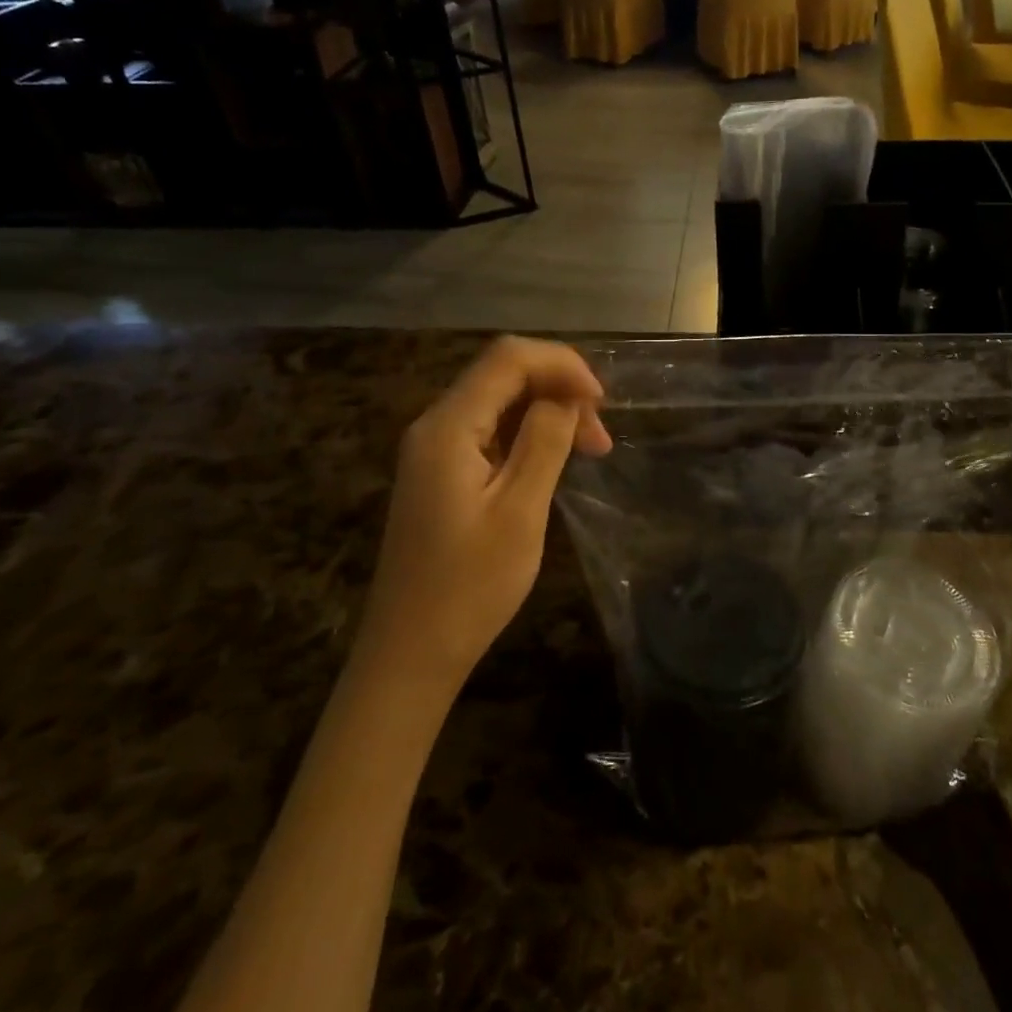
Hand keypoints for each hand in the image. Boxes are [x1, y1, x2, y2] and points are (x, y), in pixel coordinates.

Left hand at [362, 337, 611, 683]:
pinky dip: (530, 434)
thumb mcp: (520, 510)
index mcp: (447, 426)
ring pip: (501, 401)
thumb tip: (566, 397)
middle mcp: (435, 425)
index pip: (508, 357)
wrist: (411, 653)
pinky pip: (491, 430)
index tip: (601, 402)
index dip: (562, 364)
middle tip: (601, 437)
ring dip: (549, 412)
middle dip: (560, 388)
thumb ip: (544, 441)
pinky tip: (556, 460)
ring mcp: (435, 449)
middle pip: (504, 373)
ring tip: (591, 449)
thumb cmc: (469, 586)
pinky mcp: (443, 472)